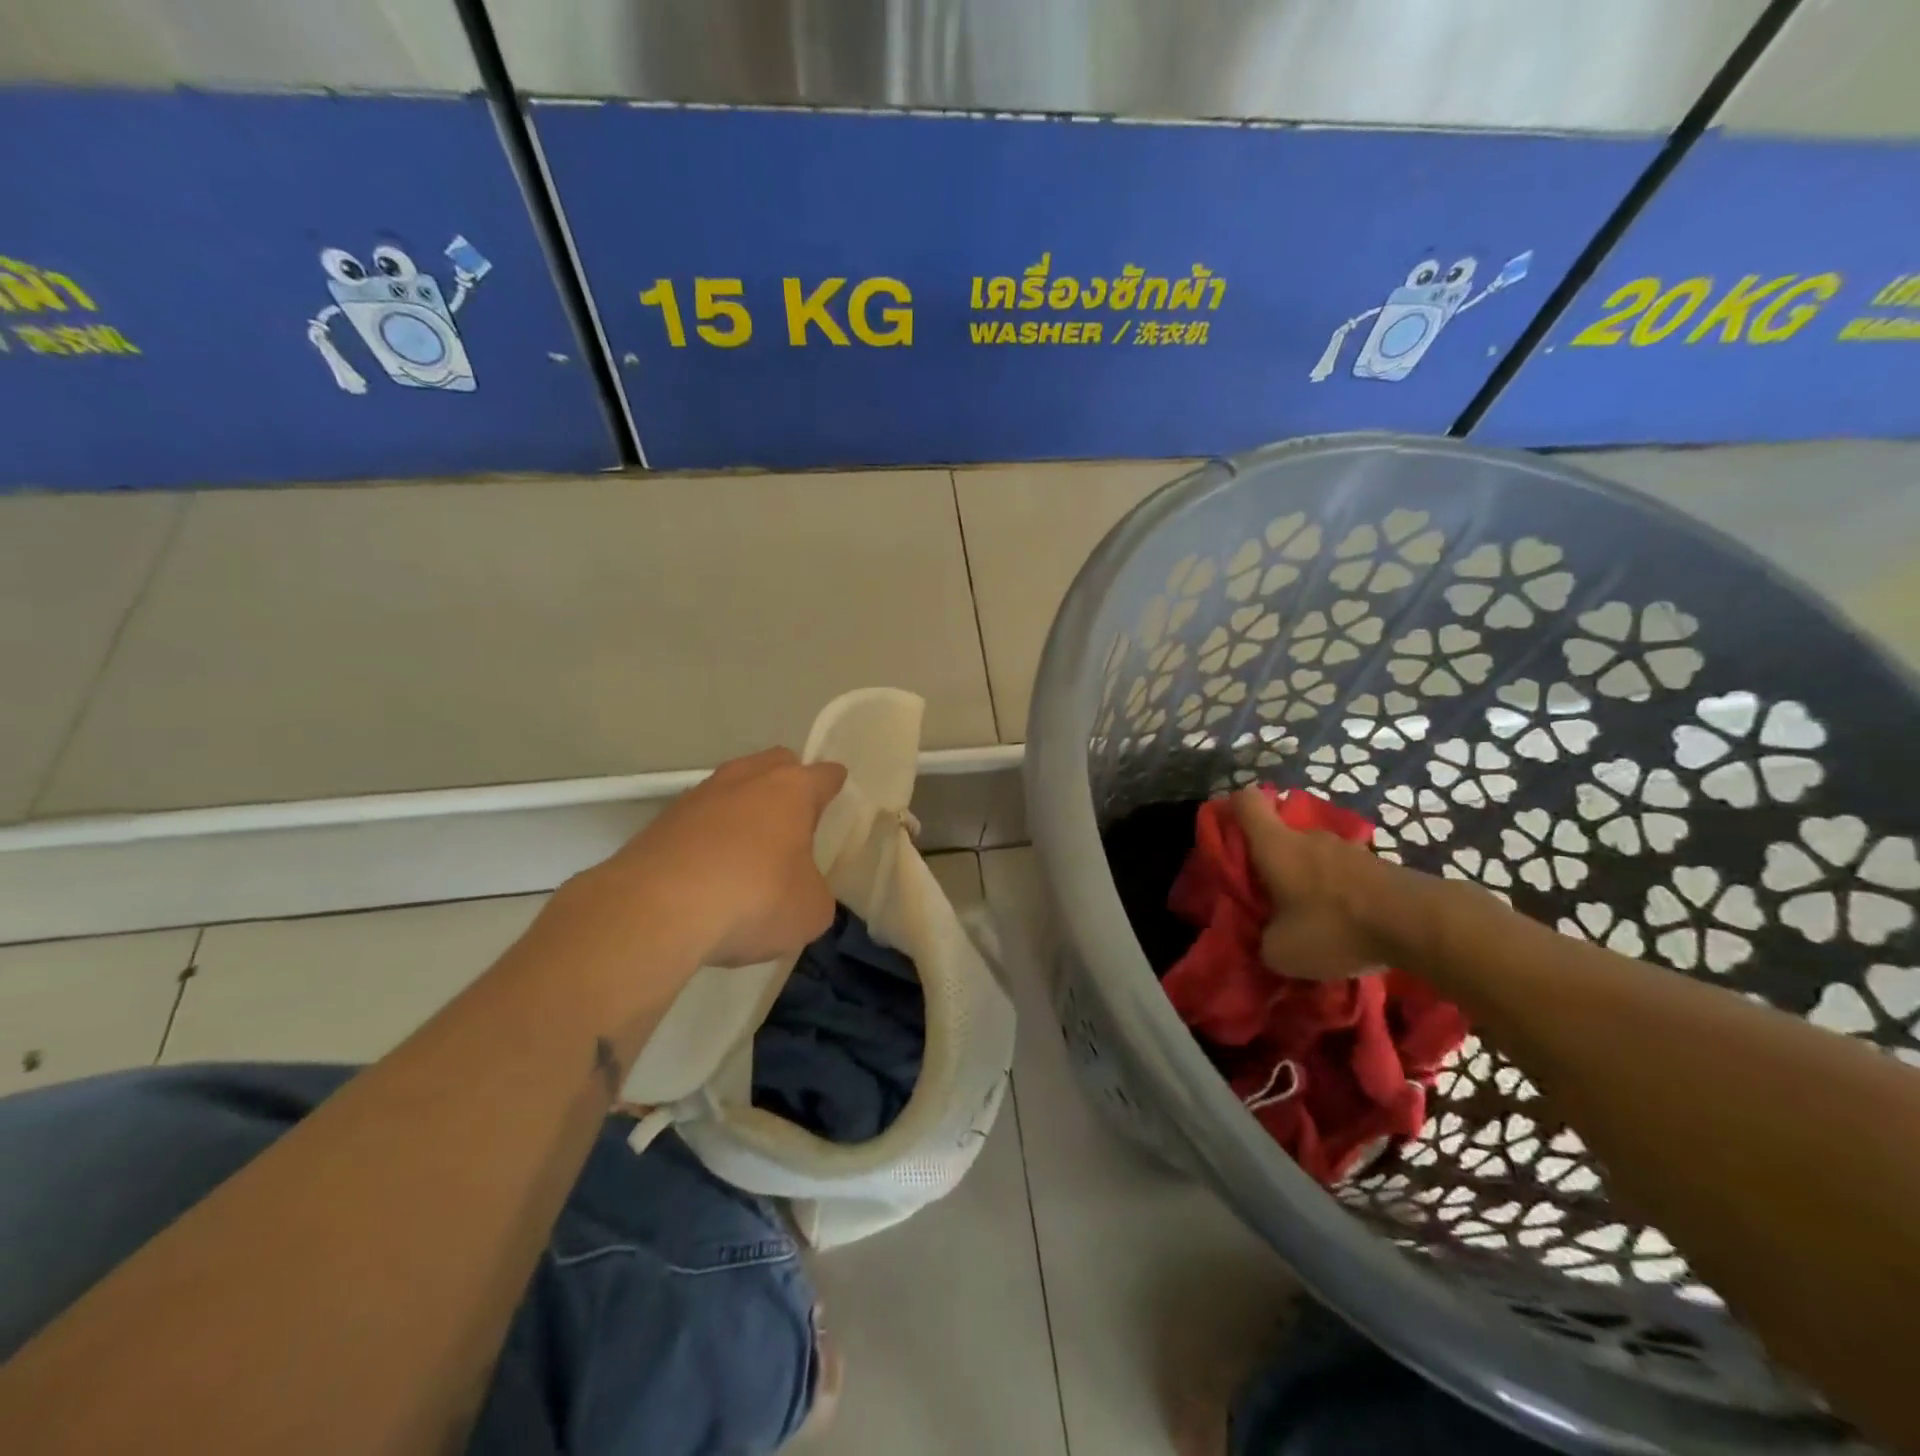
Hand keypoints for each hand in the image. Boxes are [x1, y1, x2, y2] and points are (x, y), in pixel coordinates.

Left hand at [598, 747, 847, 966]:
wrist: (656, 910)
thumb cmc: (755, 899)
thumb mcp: (811, 910)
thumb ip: (815, 892)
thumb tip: (802, 892)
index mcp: (792, 789)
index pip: (824, 774)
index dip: (834, 786)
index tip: (836, 795)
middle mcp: (746, 779)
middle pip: (776, 764)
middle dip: (787, 784)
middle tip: (793, 821)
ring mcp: (698, 796)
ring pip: (732, 788)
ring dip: (743, 810)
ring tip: (748, 852)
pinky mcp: (660, 822)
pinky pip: (698, 820)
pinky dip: (708, 837)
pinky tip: (708, 873)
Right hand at [1232, 788, 1430, 979]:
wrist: (1419, 924)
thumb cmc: (1334, 927)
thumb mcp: (1281, 951)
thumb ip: (1263, 940)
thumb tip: (1267, 938)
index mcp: (1275, 845)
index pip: (1246, 801)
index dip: (1232, 810)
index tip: (1228, 834)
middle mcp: (1308, 836)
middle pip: (1280, 834)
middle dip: (1272, 861)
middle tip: (1270, 898)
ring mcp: (1347, 848)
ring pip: (1313, 856)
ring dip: (1308, 879)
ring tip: (1312, 918)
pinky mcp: (1378, 865)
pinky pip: (1343, 874)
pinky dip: (1338, 893)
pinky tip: (1346, 924)